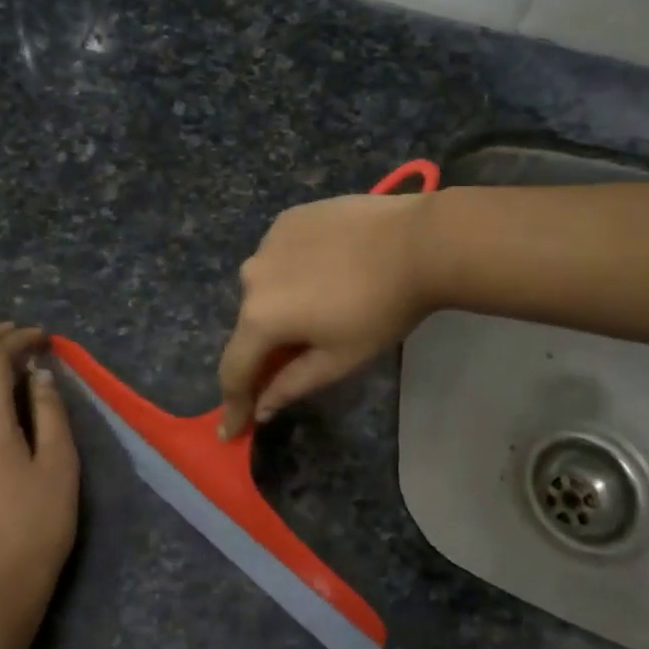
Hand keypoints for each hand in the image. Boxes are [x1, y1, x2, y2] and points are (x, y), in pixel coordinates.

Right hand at [218, 191, 435, 437]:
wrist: (417, 242)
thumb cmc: (381, 310)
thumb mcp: (339, 359)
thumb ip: (291, 384)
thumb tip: (261, 407)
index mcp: (260, 317)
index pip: (234, 369)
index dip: (234, 403)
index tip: (232, 430)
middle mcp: (251, 276)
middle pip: (250, 324)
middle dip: (265, 347)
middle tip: (292, 360)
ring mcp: (268, 242)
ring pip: (265, 286)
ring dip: (280, 304)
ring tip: (319, 307)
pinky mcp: (289, 219)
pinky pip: (280, 255)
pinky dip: (293, 271)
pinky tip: (325, 270)